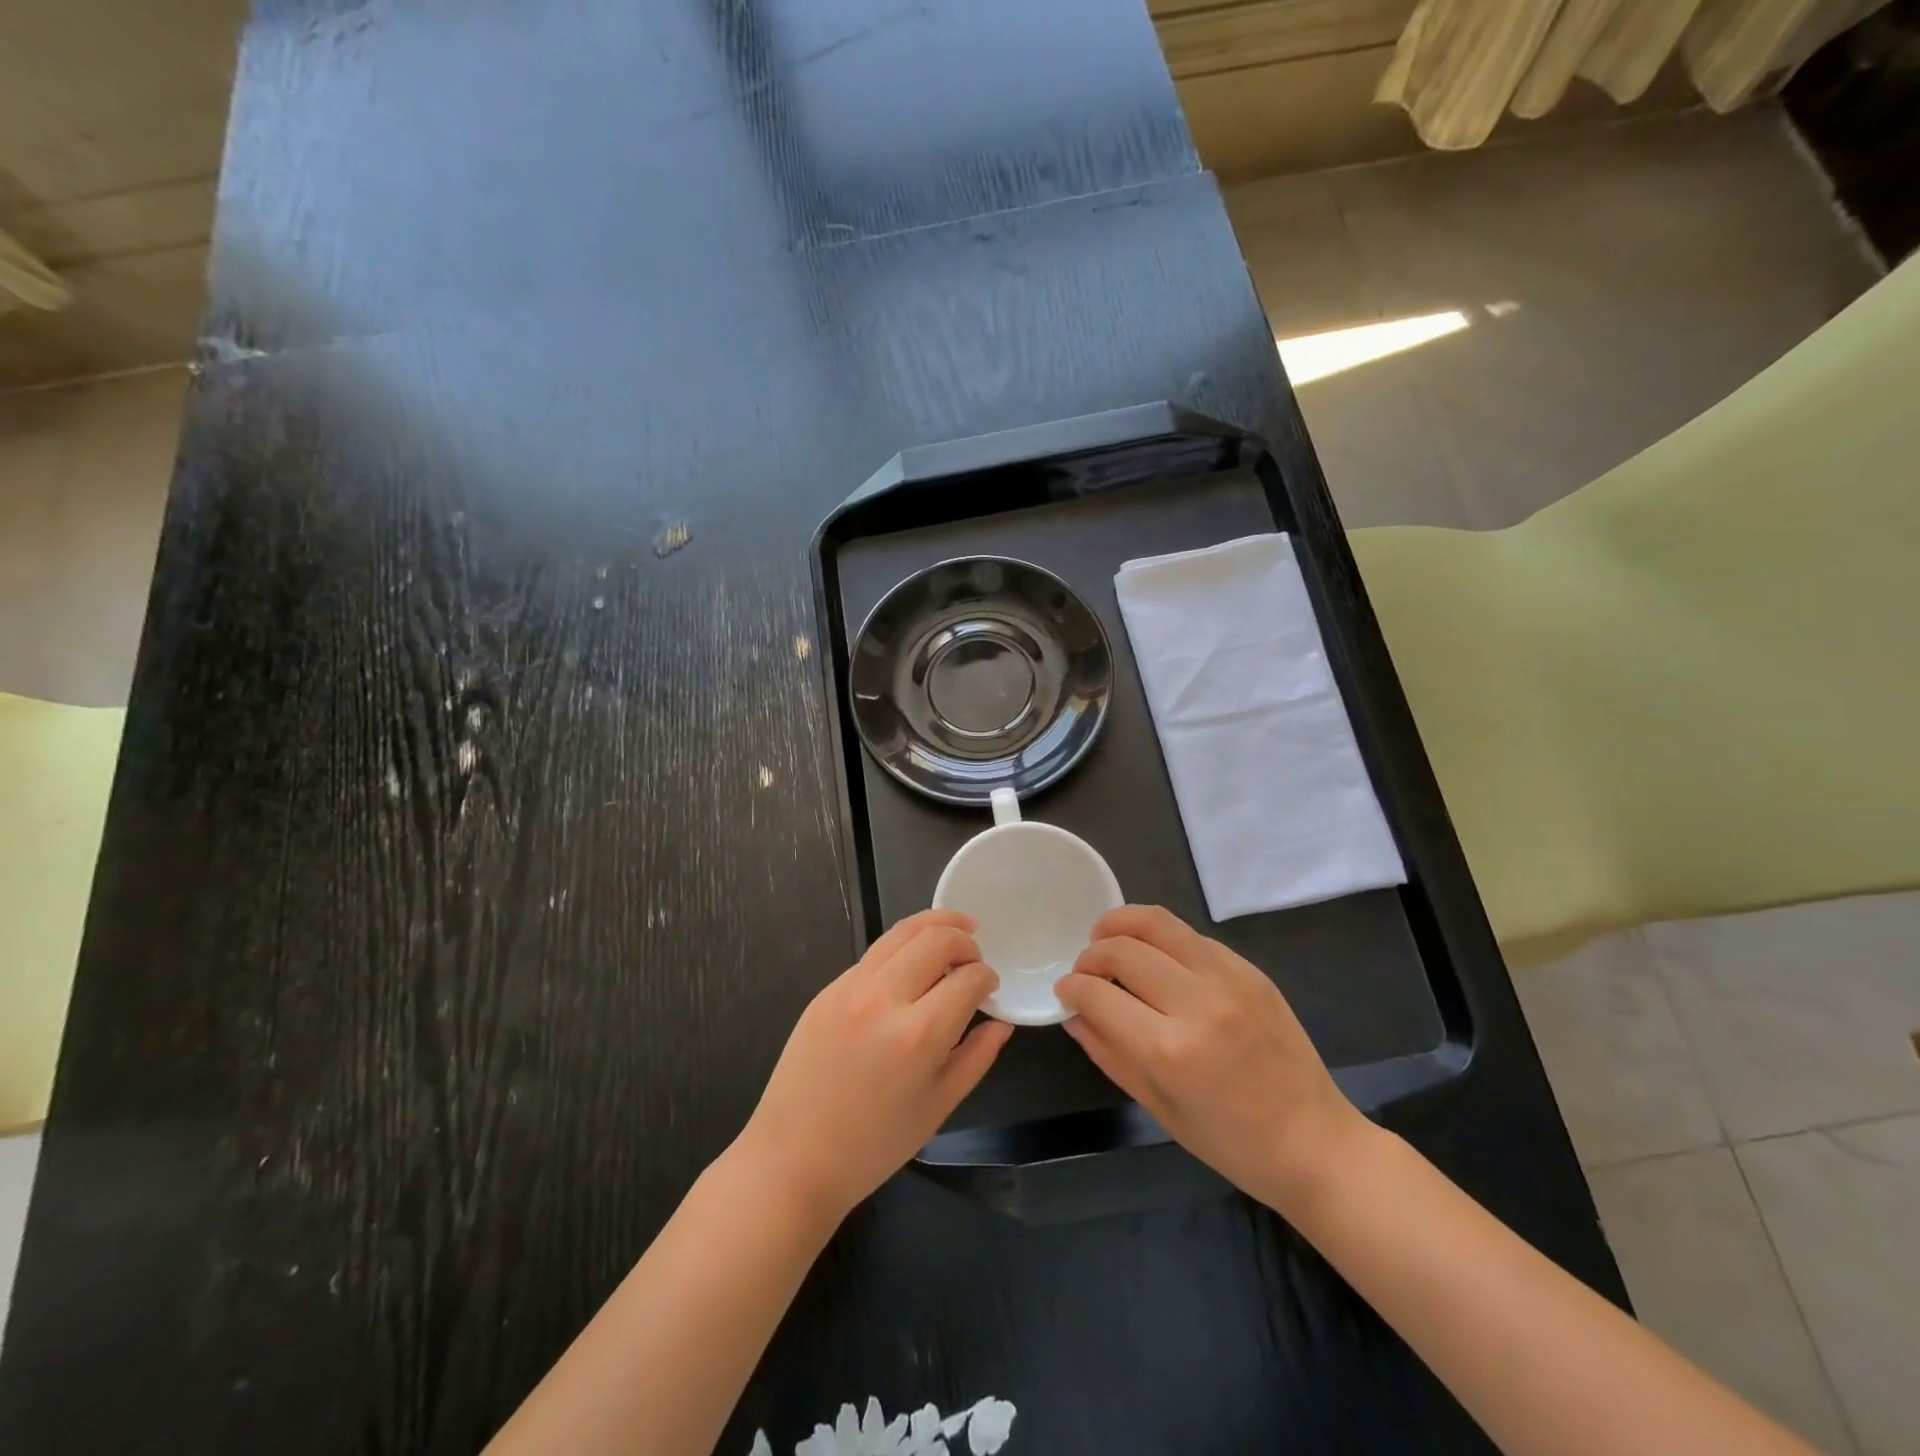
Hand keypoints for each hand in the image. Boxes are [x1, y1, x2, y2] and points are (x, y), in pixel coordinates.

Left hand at [736, 910, 1012, 1224]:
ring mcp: (850, 988)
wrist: (792, 1158)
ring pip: (902, 932)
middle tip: (975, 956)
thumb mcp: (938, 1107)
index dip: (987, 978)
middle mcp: (884, 998)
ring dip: (935, 925)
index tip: (990, 987)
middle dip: (966, 939)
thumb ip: (976, 1057)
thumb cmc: (873, 1146)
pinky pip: (874, 953)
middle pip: (936, 938)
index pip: (968, 979)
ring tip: (956, 929)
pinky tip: (912, 962)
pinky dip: (902, 947)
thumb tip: (1000, 1022)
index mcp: (918, 1034)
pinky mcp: (828, 988)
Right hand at [1056, 905, 1365, 1215]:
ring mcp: (1229, 980)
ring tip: (1107, 938)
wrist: (1315, 1142)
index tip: (1065, 990)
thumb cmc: (1231, 1142)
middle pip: (1123, 949)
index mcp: (1170, 1051)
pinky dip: (1161, 938)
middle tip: (1085, 969)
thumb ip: (1109, 1053)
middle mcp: (1198, 1004)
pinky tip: (1155, 957)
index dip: (1072, 987)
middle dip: (1091, 954)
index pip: (1099, 994)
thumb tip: (1074, 1013)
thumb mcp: (1158, 1108)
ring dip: (1121, 924)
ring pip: (1157, 923)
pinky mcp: (1250, 970)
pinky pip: (1192, 936)